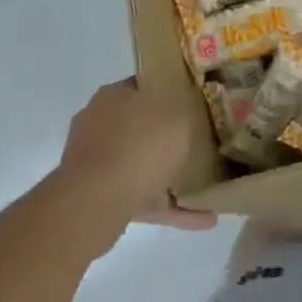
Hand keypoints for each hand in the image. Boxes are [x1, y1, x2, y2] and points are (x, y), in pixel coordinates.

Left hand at [59, 80, 216, 244]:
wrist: (94, 203)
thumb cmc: (139, 146)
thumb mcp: (178, 114)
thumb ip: (187, 108)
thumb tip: (189, 104)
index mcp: (114, 96)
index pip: (147, 84)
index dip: (172, 91)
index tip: (197, 102)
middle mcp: (99, 123)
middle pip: (142, 126)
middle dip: (169, 137)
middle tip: (201, 142)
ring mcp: (95, 162)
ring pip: (140, 164)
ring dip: (169, 176)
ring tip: (206, 186)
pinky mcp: (97, 197)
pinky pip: (141, 198)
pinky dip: (168, 206)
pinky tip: (203, 217)